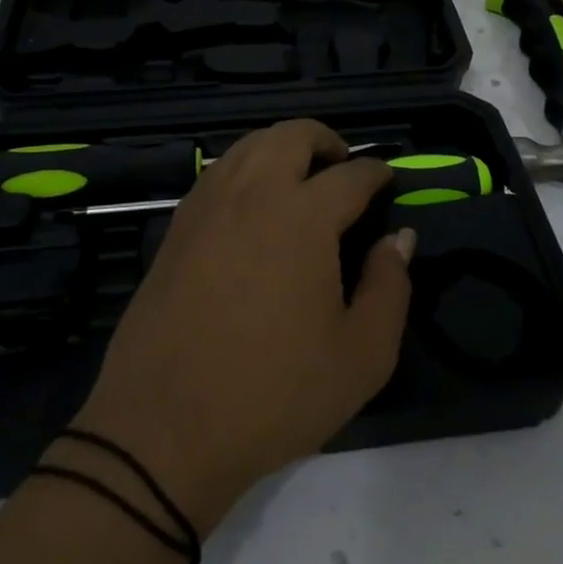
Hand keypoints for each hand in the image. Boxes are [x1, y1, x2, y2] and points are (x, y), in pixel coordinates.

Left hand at [66, 120, 414, 535]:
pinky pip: (219, 171)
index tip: (388, 181)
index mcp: (303, 215)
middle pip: (293, 134)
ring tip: (301, 180)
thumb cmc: (273, 394)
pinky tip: (254, 206)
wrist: (163, 428)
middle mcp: (253, 192)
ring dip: (283, 148)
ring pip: (250, 145)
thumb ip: (390, 287)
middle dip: (327, 141)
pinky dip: (246, 168)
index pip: (351, 175)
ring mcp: (209, 204)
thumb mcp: (362, 356)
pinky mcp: (177, 225)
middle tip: (344, 169)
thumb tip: (399, 238)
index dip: (377, 173)